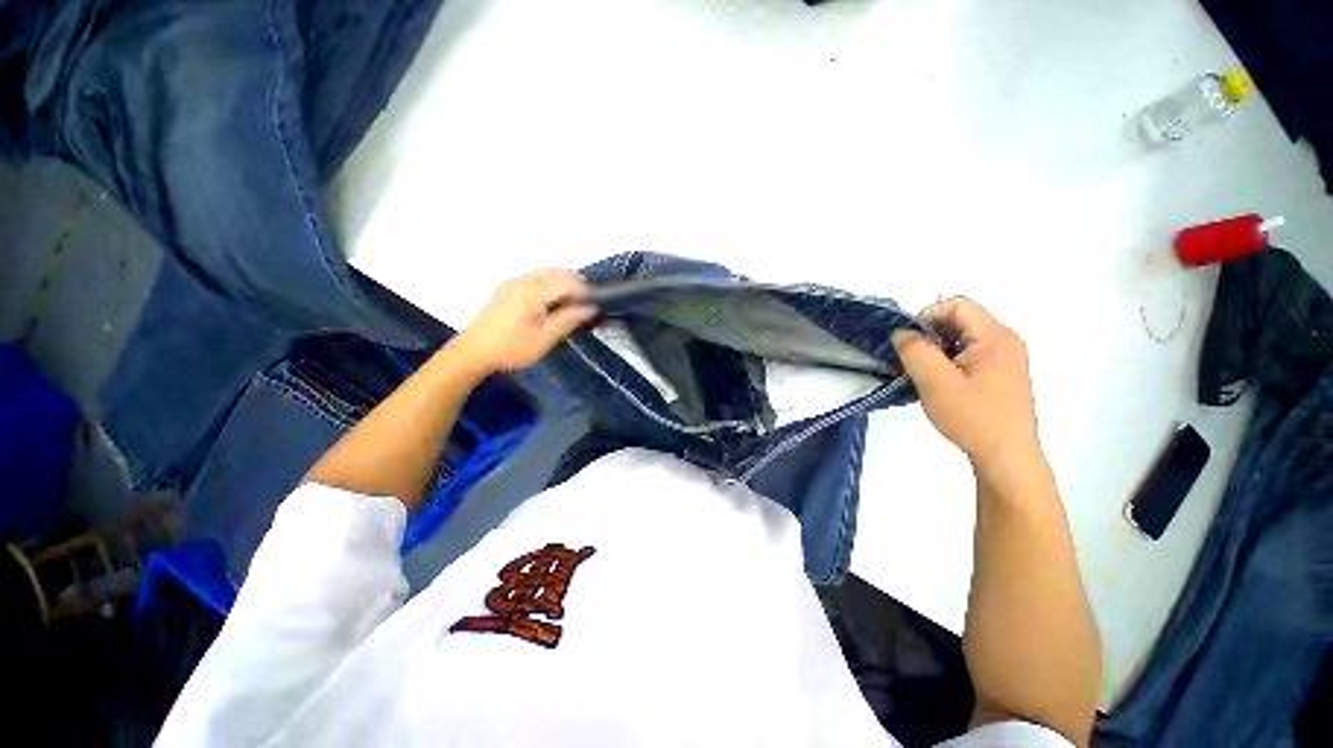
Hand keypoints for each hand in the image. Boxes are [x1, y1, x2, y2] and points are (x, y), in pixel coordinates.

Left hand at [454, 269, 596, 373]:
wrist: (473, 353)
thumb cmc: (512, 348)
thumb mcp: (545, 338)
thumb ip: (569, 320)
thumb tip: (591, 308)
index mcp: (532, 291)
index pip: (566, 282)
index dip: (584, 290)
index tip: (597, 302)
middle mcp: (522, 280)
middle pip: (555, 272)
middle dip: (575, 283)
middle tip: (588, 301)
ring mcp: (512, 283)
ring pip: (545, 273)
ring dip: (563, 281)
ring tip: (575, 300)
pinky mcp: (506, 289)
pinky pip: (535, 277)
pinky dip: (550, 283)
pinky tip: (554, 299)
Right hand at [892, 297, 1040, 481]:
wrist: (1006, 457)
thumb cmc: (973, 417)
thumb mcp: (935, 382)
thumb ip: (915, 351)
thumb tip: (903, 333)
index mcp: (995, 337)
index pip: (956, 304)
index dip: (927, 316)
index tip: (909, 343)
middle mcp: (1005, 341)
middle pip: (959, 320)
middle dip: (929, 336)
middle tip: (911, 362)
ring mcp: (1005, 358)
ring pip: (961, 339)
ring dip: (936, 351)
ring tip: (922, 376)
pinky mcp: (1000, 374)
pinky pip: (968, 354)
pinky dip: (947, 362)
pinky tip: (939, 385)